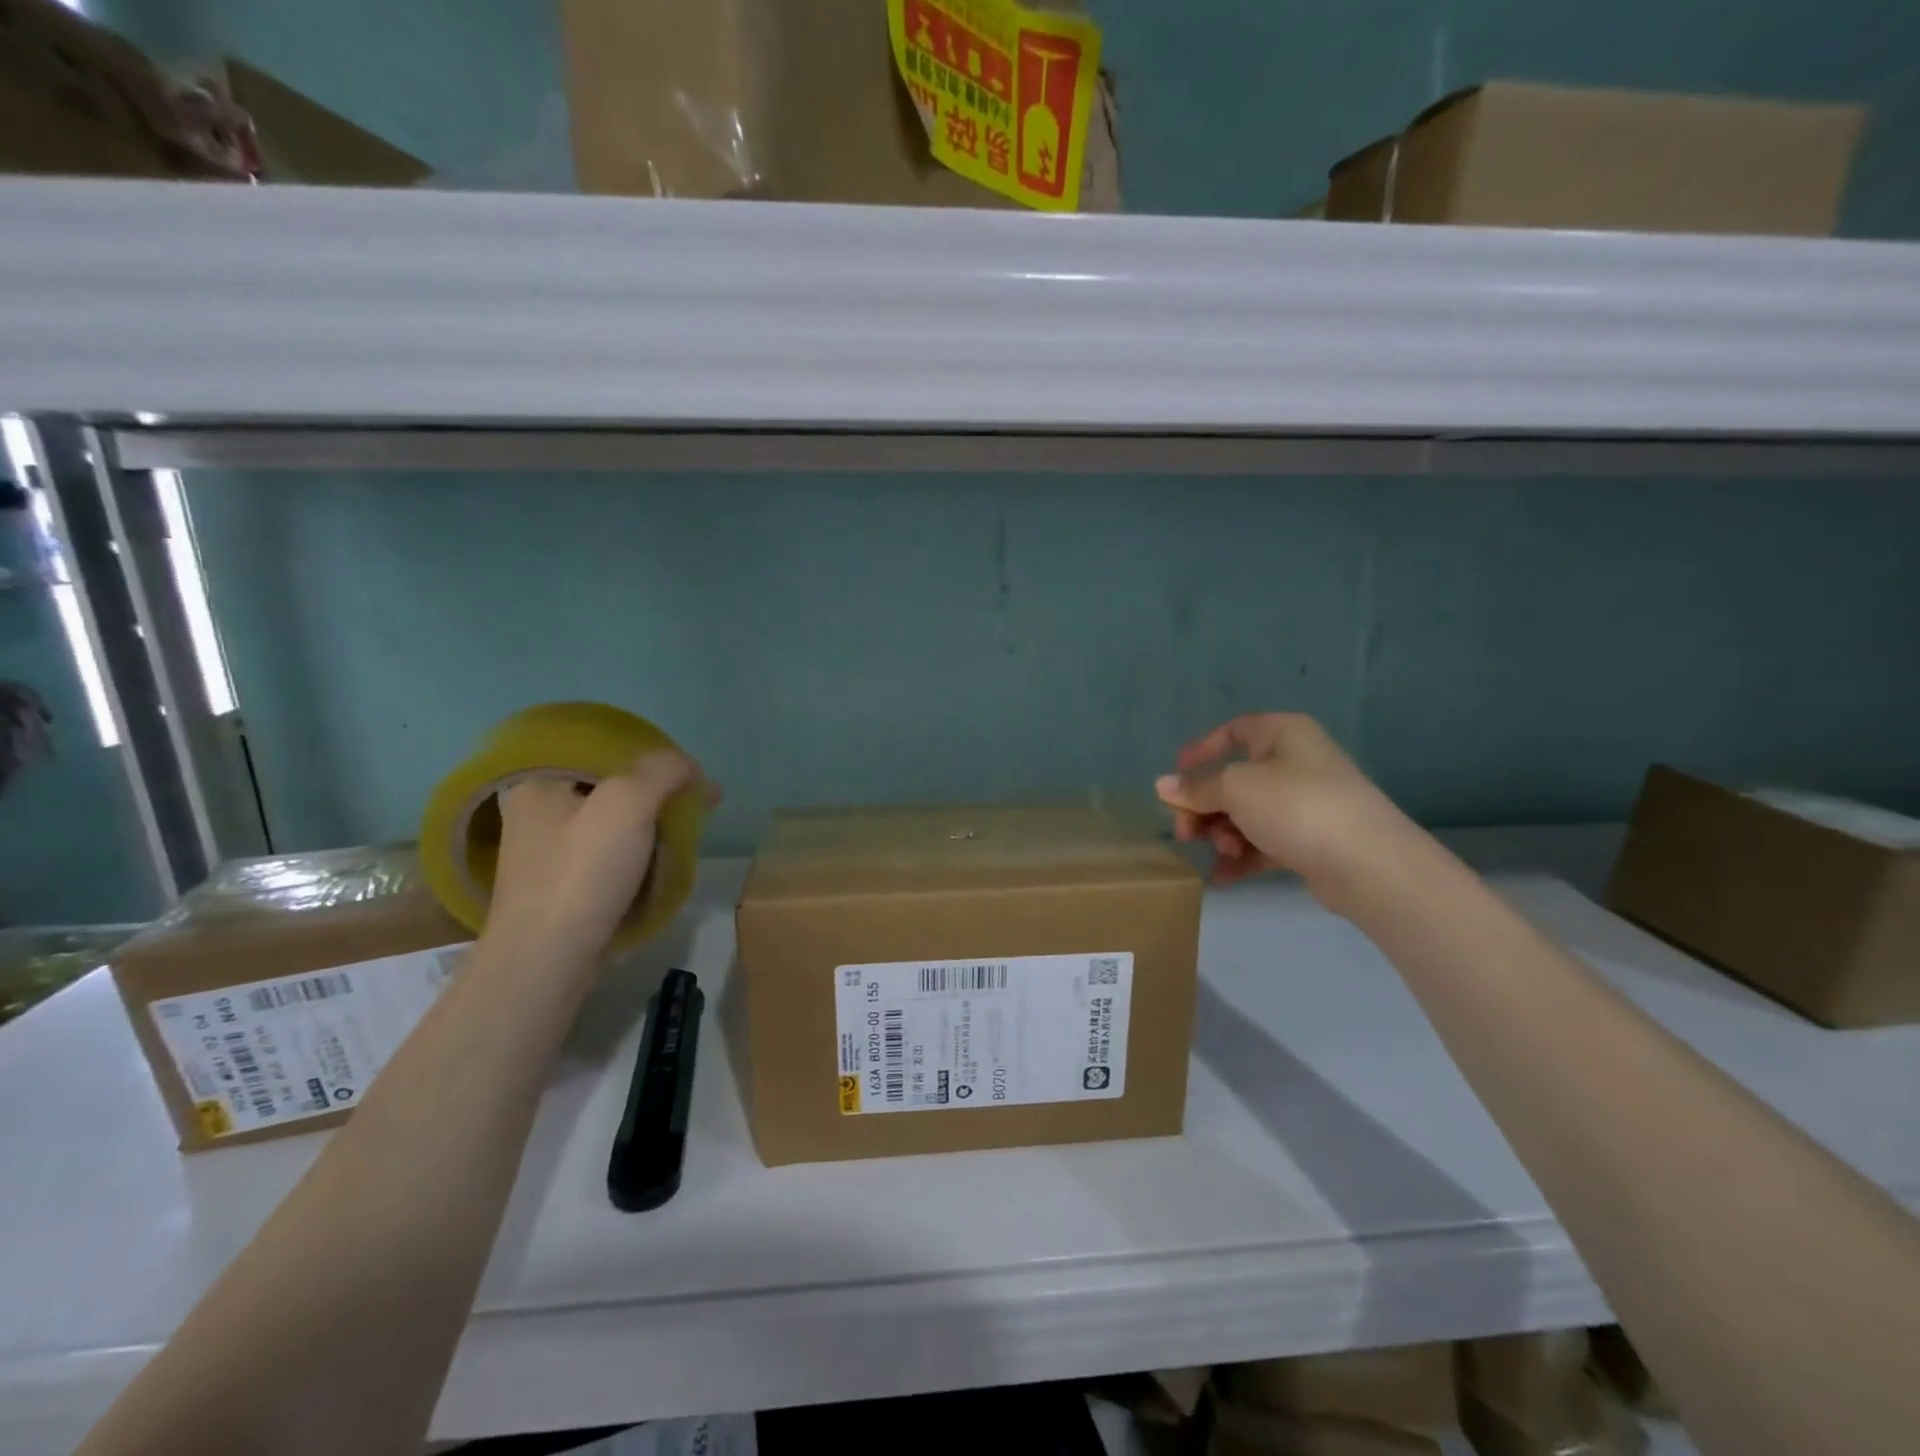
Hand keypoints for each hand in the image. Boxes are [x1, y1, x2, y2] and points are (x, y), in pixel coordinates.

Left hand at [488, 751, 717, 960]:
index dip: (652, 757)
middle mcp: (535, 813)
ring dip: (652, 824)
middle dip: (659, 792)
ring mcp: (546, 854)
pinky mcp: (561, 887)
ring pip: (612, 822)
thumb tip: (689, 766)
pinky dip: (638, 853)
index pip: (604, 750)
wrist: (547, 960)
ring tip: (689, 832)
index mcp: (537, 782)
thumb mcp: (628, 803)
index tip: (690, 775)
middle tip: (698, 802)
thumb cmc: (582, 873)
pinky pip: (608, 855)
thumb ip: (662, 771)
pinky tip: (663, 862)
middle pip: (610, 786)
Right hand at [1155, 713, 1415, 906]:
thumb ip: (1196, 789)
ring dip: (1224, 834)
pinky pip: (1265, 842)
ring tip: (1222, 854)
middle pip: (1234, 780)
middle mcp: (1295, 762)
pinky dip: (1242, 857)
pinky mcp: (1311, 839)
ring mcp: (1306, 803)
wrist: (1368, 864)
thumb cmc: (1296, 806)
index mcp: (1283, 734)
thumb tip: (1162, 786)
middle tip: (1187, 832)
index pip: (1233, 731)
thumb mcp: (1236, 789)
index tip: (1175, 777)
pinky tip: (1222, 878)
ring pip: (1247, 814)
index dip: (1201, 750)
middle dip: (1206, 808)